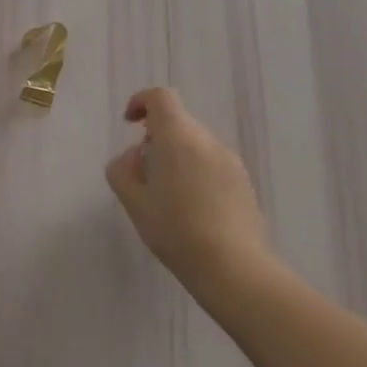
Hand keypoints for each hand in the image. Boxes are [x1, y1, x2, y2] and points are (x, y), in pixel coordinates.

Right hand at [105, 87, 281, 314]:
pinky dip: (195, 172)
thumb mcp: (134, 202)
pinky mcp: (244, 183)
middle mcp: (208, 141)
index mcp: (179, 138)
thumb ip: (123, 169)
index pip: (161, 97)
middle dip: (156, 137)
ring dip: (176, 157)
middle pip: (178, 122)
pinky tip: (190, 210)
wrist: (235, 268)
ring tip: (166, 197)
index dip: (141, 102)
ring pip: (195, 145)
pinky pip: (211, 164)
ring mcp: (231, 161)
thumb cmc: (176, 231)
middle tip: (142, 173)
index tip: (129, 123)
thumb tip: (135, 155)